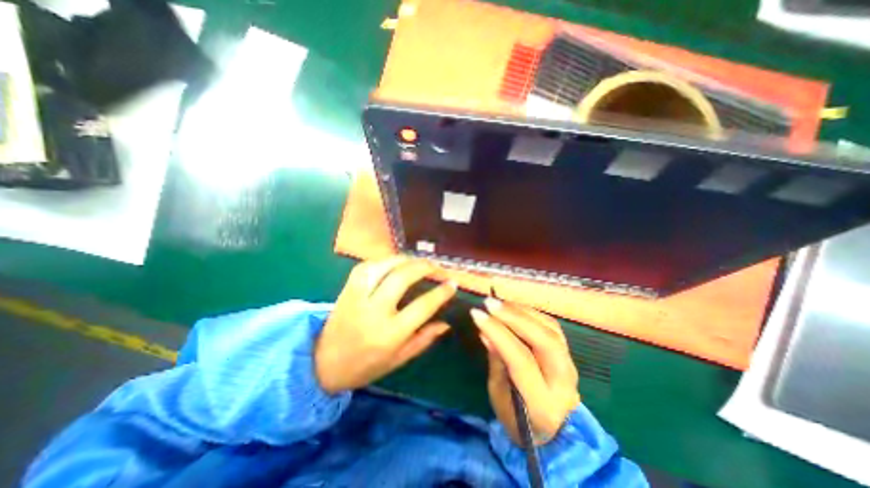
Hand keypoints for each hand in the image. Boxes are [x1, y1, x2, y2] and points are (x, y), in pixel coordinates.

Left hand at [316, 257, 457, 394]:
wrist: (322, 364)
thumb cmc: (365, 366)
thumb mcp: (398, 359)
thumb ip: (424, 339)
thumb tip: (446, 322)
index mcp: (390, 334)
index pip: (422, 306)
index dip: (441, 292)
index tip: (452, 283)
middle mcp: (374, 311)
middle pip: (402, 278)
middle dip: (423, 267)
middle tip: (436, 267)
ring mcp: (357, 297)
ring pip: (383, 267)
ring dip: (404, 260)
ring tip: (418, 261)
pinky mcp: (347, 289)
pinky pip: (366, 266)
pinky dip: (384, 261)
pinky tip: (394, 262)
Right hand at [474, 298, 578, 445]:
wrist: (557, 433)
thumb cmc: (519, 419)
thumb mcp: (498, 396)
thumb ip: (496, 362)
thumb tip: (486, 331)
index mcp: (542, 402)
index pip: (520, 359)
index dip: (498, 332)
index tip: (477, 314)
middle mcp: (563, 381)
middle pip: (544, 340)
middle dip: (515, 317)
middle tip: (490, 303)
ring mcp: (570, 365)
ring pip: (550, 329)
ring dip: (522, 311)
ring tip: (499, 304)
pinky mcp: (569, 353)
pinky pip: (552, 325)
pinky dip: (531, 313)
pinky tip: (514, 308)